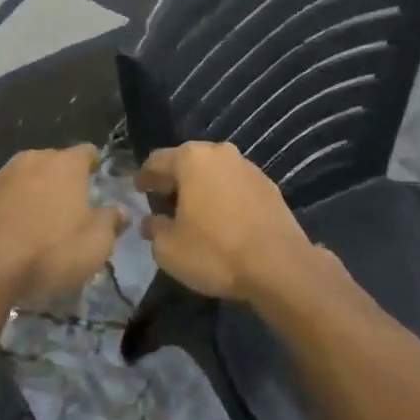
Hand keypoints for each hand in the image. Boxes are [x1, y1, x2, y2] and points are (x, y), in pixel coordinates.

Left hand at [0, 145, 122, 301]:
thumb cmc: (50, 252)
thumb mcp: (95, 246)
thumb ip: (110, 223)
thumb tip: (119, 211)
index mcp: (66, 164)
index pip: (87, 152)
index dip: (93, 166)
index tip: (95, 184)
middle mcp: (33, 159)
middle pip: (54, 162)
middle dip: (62, 180)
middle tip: (69, 209)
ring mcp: (1, 175)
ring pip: (26, 177)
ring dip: (33, 193)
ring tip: (38, 223)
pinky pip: (2, 196)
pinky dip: (8, 208)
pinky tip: (10, 233)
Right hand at [136, 142, 311, 300]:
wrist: (280, 266)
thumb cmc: (215, 251)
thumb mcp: (169, 249)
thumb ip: (154, 229)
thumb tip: (151, 221)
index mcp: (191, 159)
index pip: (157, 161)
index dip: (144, 177)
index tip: (138, 191)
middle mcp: (219, 153)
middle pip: (187, 161)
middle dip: (174, 180)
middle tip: (163, 201)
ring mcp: (248, 167)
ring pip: (214, 172)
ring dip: (201, 187)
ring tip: (194, 212)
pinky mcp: (268, 185)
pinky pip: (235, 185)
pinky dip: (224, 196)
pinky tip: (223, 219)